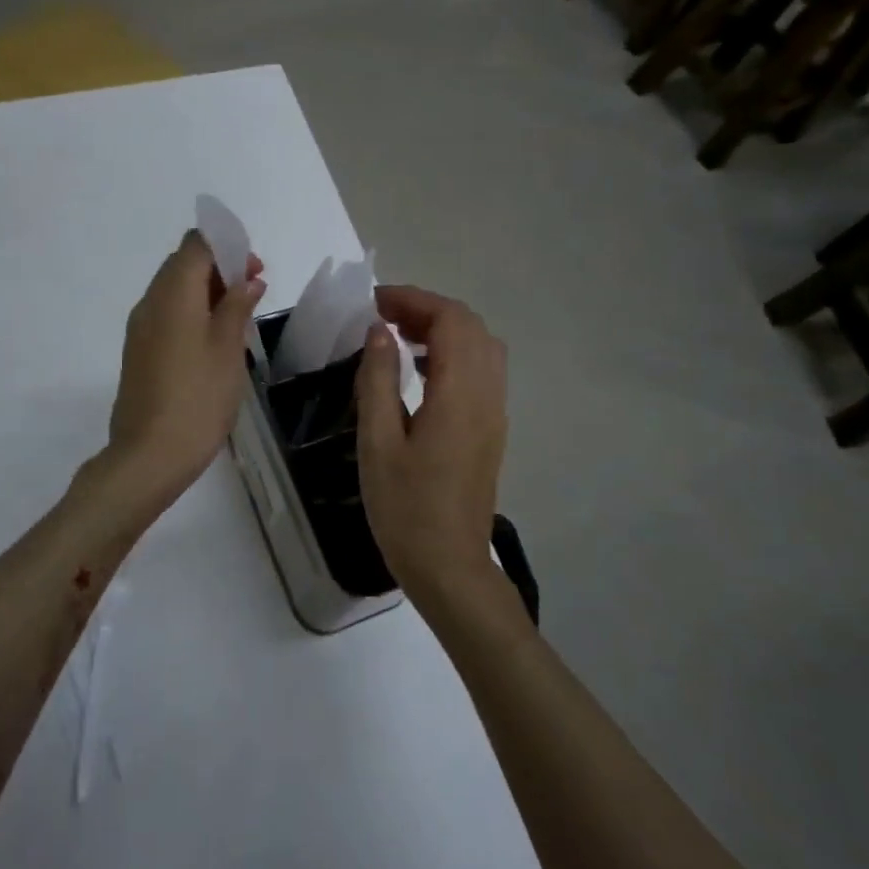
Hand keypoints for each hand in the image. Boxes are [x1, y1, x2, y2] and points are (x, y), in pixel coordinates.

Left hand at [104, 230, 265, 515]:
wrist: (150, 455)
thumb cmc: (198, 398)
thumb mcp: (228, 349)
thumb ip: (237, 306)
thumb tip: (247, 280)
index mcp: (173, 293)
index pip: (196, 244)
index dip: (227, 247)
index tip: (254, 270)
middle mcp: (150, 301)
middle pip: (183, 264)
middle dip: (219, 268)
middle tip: (253, 291)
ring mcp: (140, 328)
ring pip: (174, 289)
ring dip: (206, 291)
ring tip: (239, 317)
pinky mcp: (139, 351)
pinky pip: (166, 314)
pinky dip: (191, 312)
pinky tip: (214, 339)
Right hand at [354, 286, 507, 606]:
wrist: (450, 568)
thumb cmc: (406, 509)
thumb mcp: (378, 442)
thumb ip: (378, 380)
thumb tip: (379, 331)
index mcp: (460, 394)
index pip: (451, 320)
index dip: (414, 300)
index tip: (374, 303)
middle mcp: (487, 395)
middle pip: (470, 326)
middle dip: (427, 309)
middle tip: (381, 317)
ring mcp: (495, 412)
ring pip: (481, 346)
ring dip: (442, 329)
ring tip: (397, 337)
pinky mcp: (491, 429)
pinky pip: (481, 370)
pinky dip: (452, 353)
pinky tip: (418, 371)